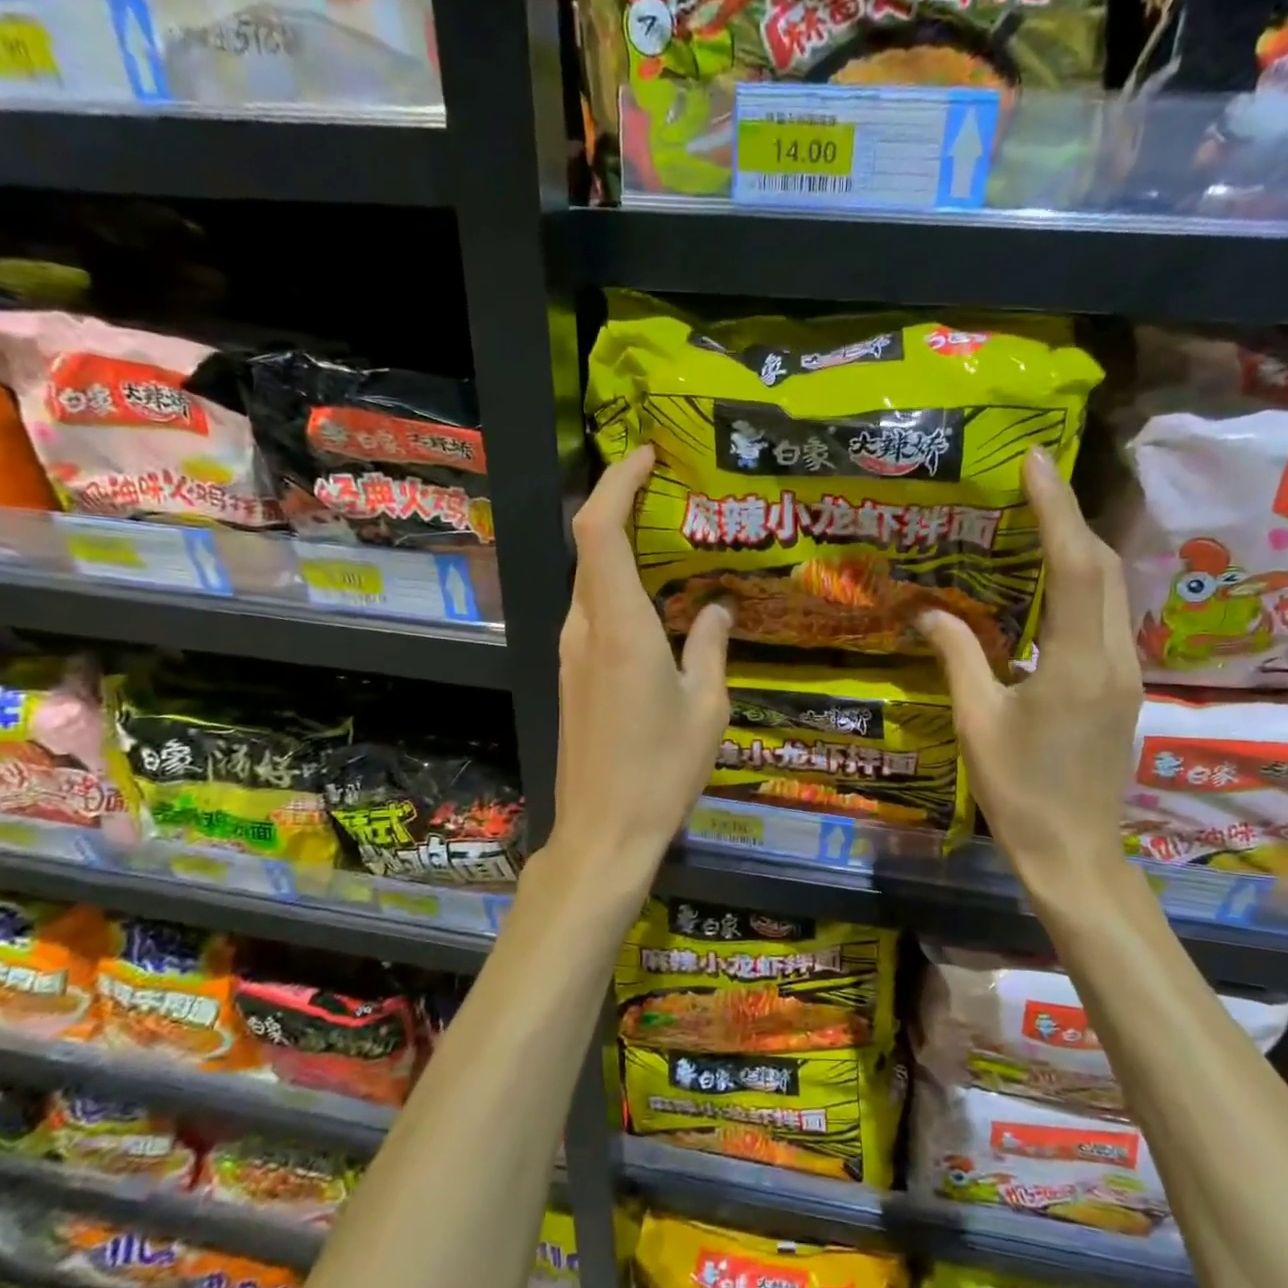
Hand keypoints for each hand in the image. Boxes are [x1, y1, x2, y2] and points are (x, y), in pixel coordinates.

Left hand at [550, 444, 731, 879]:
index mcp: (620, 627)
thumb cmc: (662, 771)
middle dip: (619, 504)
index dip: (617, 482)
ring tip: (666, 537)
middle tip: (667, 490)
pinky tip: (652, 600)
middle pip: (589, 546)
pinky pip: (591, 610)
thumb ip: (711, 646)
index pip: (600, 530)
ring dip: (618, 547)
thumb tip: (717, 607)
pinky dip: (615, 585)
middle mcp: (585, 629)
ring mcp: (571, 652)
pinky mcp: (571, 675)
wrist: (603, 832)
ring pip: (588, 578)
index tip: (647, 456)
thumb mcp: (706, 706)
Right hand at [917, 447, 1140, 897]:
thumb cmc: (1019, 792)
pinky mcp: (1122, 687)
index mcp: (1076, 664)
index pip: (1075, 566)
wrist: (1075, 854)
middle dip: (1070, 517)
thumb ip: (957, 657)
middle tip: (1031, 483)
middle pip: (1104, 567)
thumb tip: (926, 611)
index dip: (1056, 508)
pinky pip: (1108, 616)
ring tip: (1039, 520)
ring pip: (1113, 590)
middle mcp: (1114, 658)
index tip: (1035, 460)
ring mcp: (1126, 673)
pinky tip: (1052, 583)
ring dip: (1080, 547)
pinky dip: (1084, 583)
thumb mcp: (977, 723)